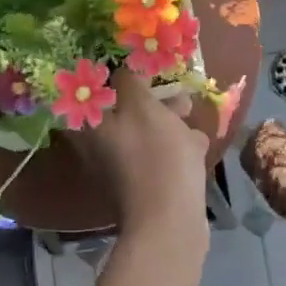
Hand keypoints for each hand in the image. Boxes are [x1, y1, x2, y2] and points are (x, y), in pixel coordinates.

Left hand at [81, 69, 209, 246]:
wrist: (170, 220)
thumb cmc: (155, 156)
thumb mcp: (143, 107)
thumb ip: (131, 81)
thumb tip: (125, 69)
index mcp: (90, 127)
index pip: (91, 90)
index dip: (111, 74)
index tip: (133, 65)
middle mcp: (98, 147)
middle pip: (120, 111)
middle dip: (147, 98)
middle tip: (169, 88)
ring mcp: (121, 168)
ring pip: (142, 133)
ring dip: (166, 120)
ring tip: (189, 111)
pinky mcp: (144, 185)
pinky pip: (158, 156)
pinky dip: (174, 146)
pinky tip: (196, 142)